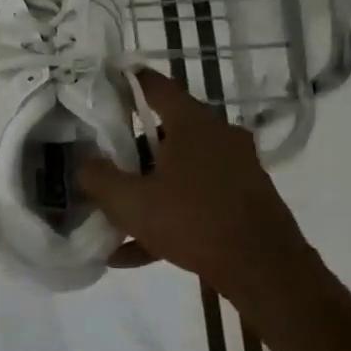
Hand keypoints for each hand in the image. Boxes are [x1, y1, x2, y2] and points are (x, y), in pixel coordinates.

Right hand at [79, 68, 314, 297]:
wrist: (265, 269)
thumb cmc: (193, 222)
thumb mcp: (131, 203)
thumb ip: (99, 179)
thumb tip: (85, 165)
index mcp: (192, 124)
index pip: (156, 86)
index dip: (129, 81)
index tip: (109, 80)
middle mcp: (219, 136)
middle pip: (167, 132)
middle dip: (134, 149)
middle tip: (108, 164)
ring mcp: (237, 168)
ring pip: (182, 169)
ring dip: (151, 189)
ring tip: (117, 218)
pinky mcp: (246, 199)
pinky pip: (198, 199)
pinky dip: (170, 215)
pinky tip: (138, 252)